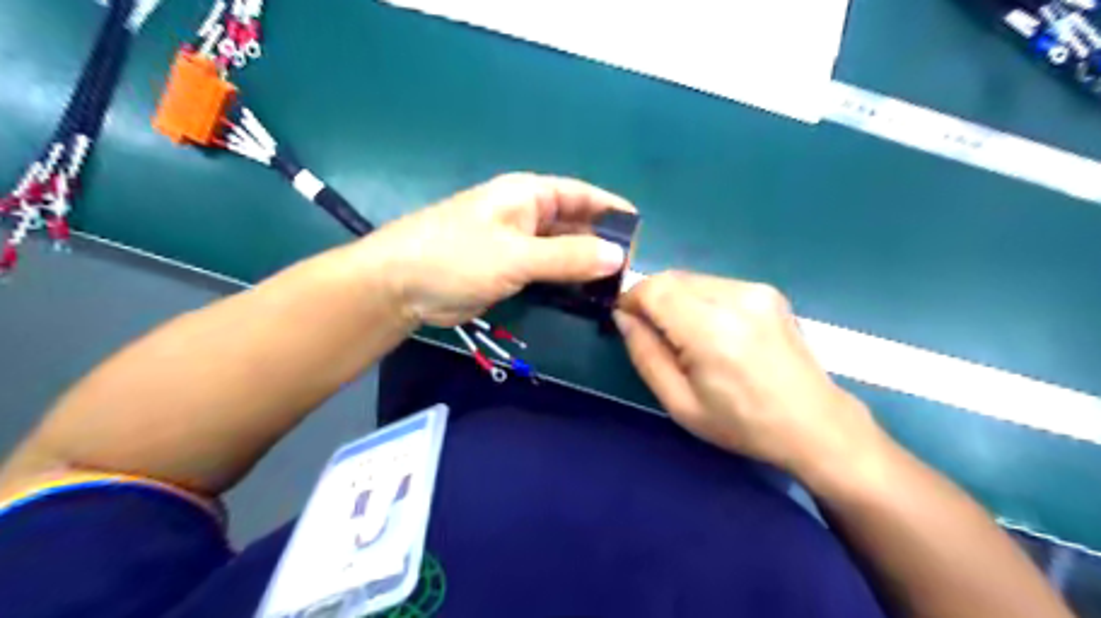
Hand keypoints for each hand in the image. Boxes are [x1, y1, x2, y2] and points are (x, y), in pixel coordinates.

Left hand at [359, 173, 632, 328]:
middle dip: (601, 244)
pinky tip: (585, 298)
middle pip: (575, 225)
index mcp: (528, 195)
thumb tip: (618, 257)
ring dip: (584, 266)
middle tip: (631, 273)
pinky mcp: (508, 271)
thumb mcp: (516, 255)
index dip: (610, 209)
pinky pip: (547, 272)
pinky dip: (565, 282)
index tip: (640, 231)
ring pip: (562, 251)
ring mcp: (517, 245)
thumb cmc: (456, 257)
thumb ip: (567, 257)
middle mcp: (526, 215)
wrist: (400, 286)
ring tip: (615, 289)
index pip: (580, 195)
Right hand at [619, 274, 883, 479]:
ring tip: (684, 336)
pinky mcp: (767, 291)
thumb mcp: (680, 403)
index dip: (630, 300)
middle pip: (671, 278)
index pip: (653, 289)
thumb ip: (645, 355)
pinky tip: (711, 331)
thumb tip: (623, 318)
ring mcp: (755, 290)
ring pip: (691, 278)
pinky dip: (698, 300)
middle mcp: (735, 298)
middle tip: (652, 334)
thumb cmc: (742, 424)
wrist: (814, 423)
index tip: (625, 322)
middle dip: (650, 299)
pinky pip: (715, 284)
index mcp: (711, 330)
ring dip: (674, 299)